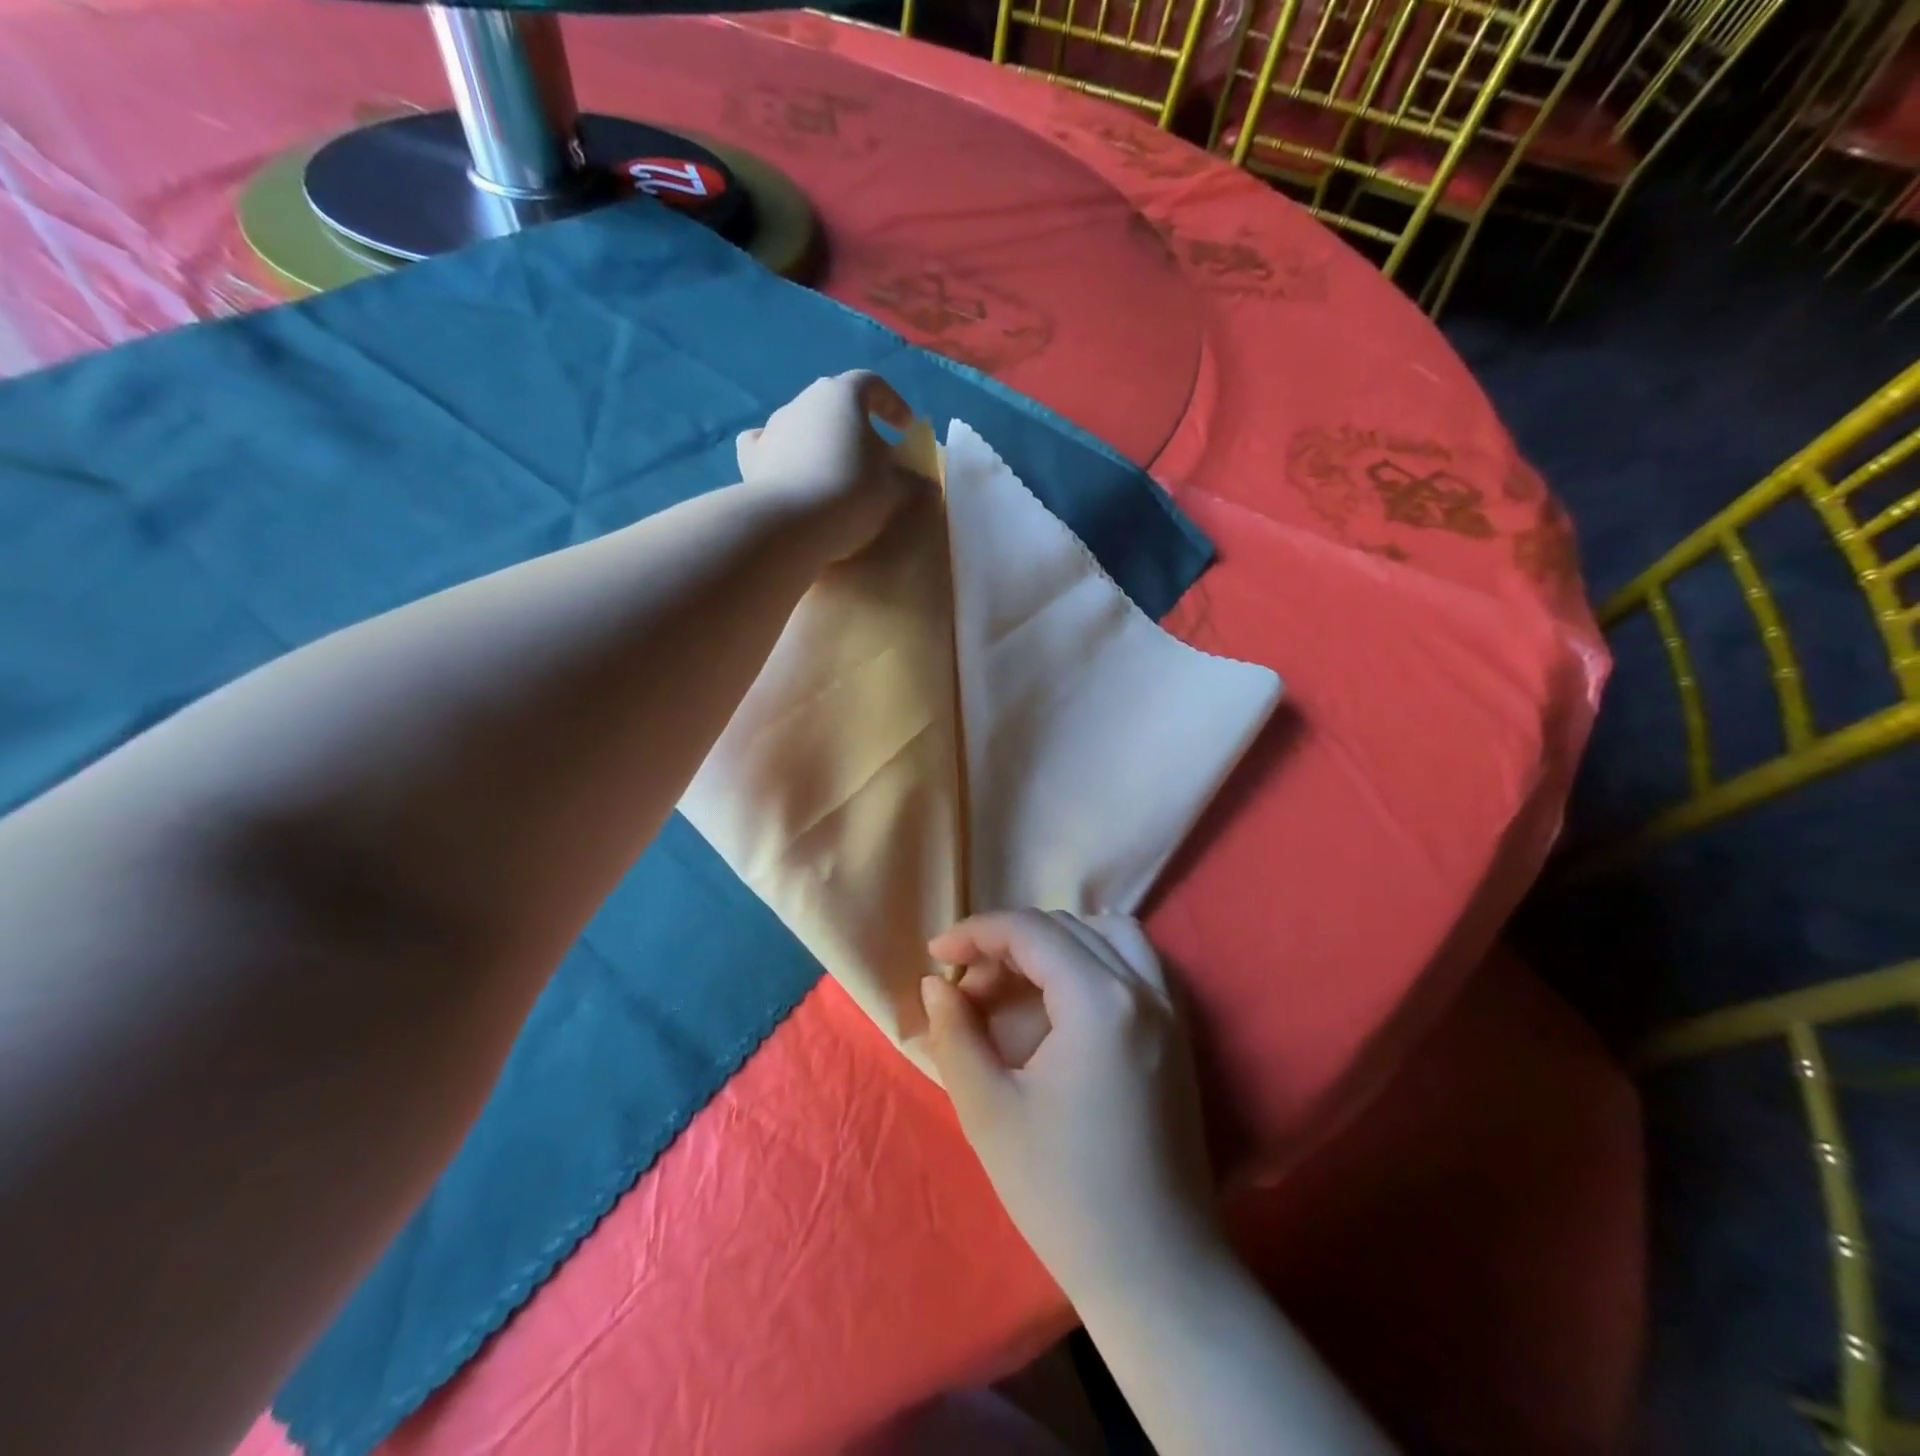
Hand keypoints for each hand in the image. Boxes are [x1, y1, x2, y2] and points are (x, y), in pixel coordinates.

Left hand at [736, 371, 917, 559]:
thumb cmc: (852, 494)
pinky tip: (788, 471)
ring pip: (803, 424)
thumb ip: (914, 481)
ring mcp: (773, 427)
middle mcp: (804, 400)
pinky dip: (780, 454)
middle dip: (855, 425)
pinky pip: (767, 446)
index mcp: (842, 395)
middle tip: (872, 456)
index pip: (871, 383)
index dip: (891, 403)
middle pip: (835, 403)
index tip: (905, 428)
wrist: (791, 525)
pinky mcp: (751, 458)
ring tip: (834, 472)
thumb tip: (925, 484)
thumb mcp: (897, 490)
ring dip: (821, 441)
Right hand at [920, 910, 1217, 1300]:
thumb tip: (936, 984)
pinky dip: (1095, 955)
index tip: (934, 955)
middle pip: (1066, 928)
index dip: (974, 932)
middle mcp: (1143, 987)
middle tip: (967, 987)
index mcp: (1099, 1000)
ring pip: (1108, 933)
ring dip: (1056, 941)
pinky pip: (1137, 961)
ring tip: (1016, 979)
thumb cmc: (1063, 1193)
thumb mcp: (989, 1111)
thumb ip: (955, 1033)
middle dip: (1008, 943)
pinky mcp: (1179, 1033)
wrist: (1156, 1272)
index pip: (1030, 931)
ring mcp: (1170, 1008)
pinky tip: (1066, 993)